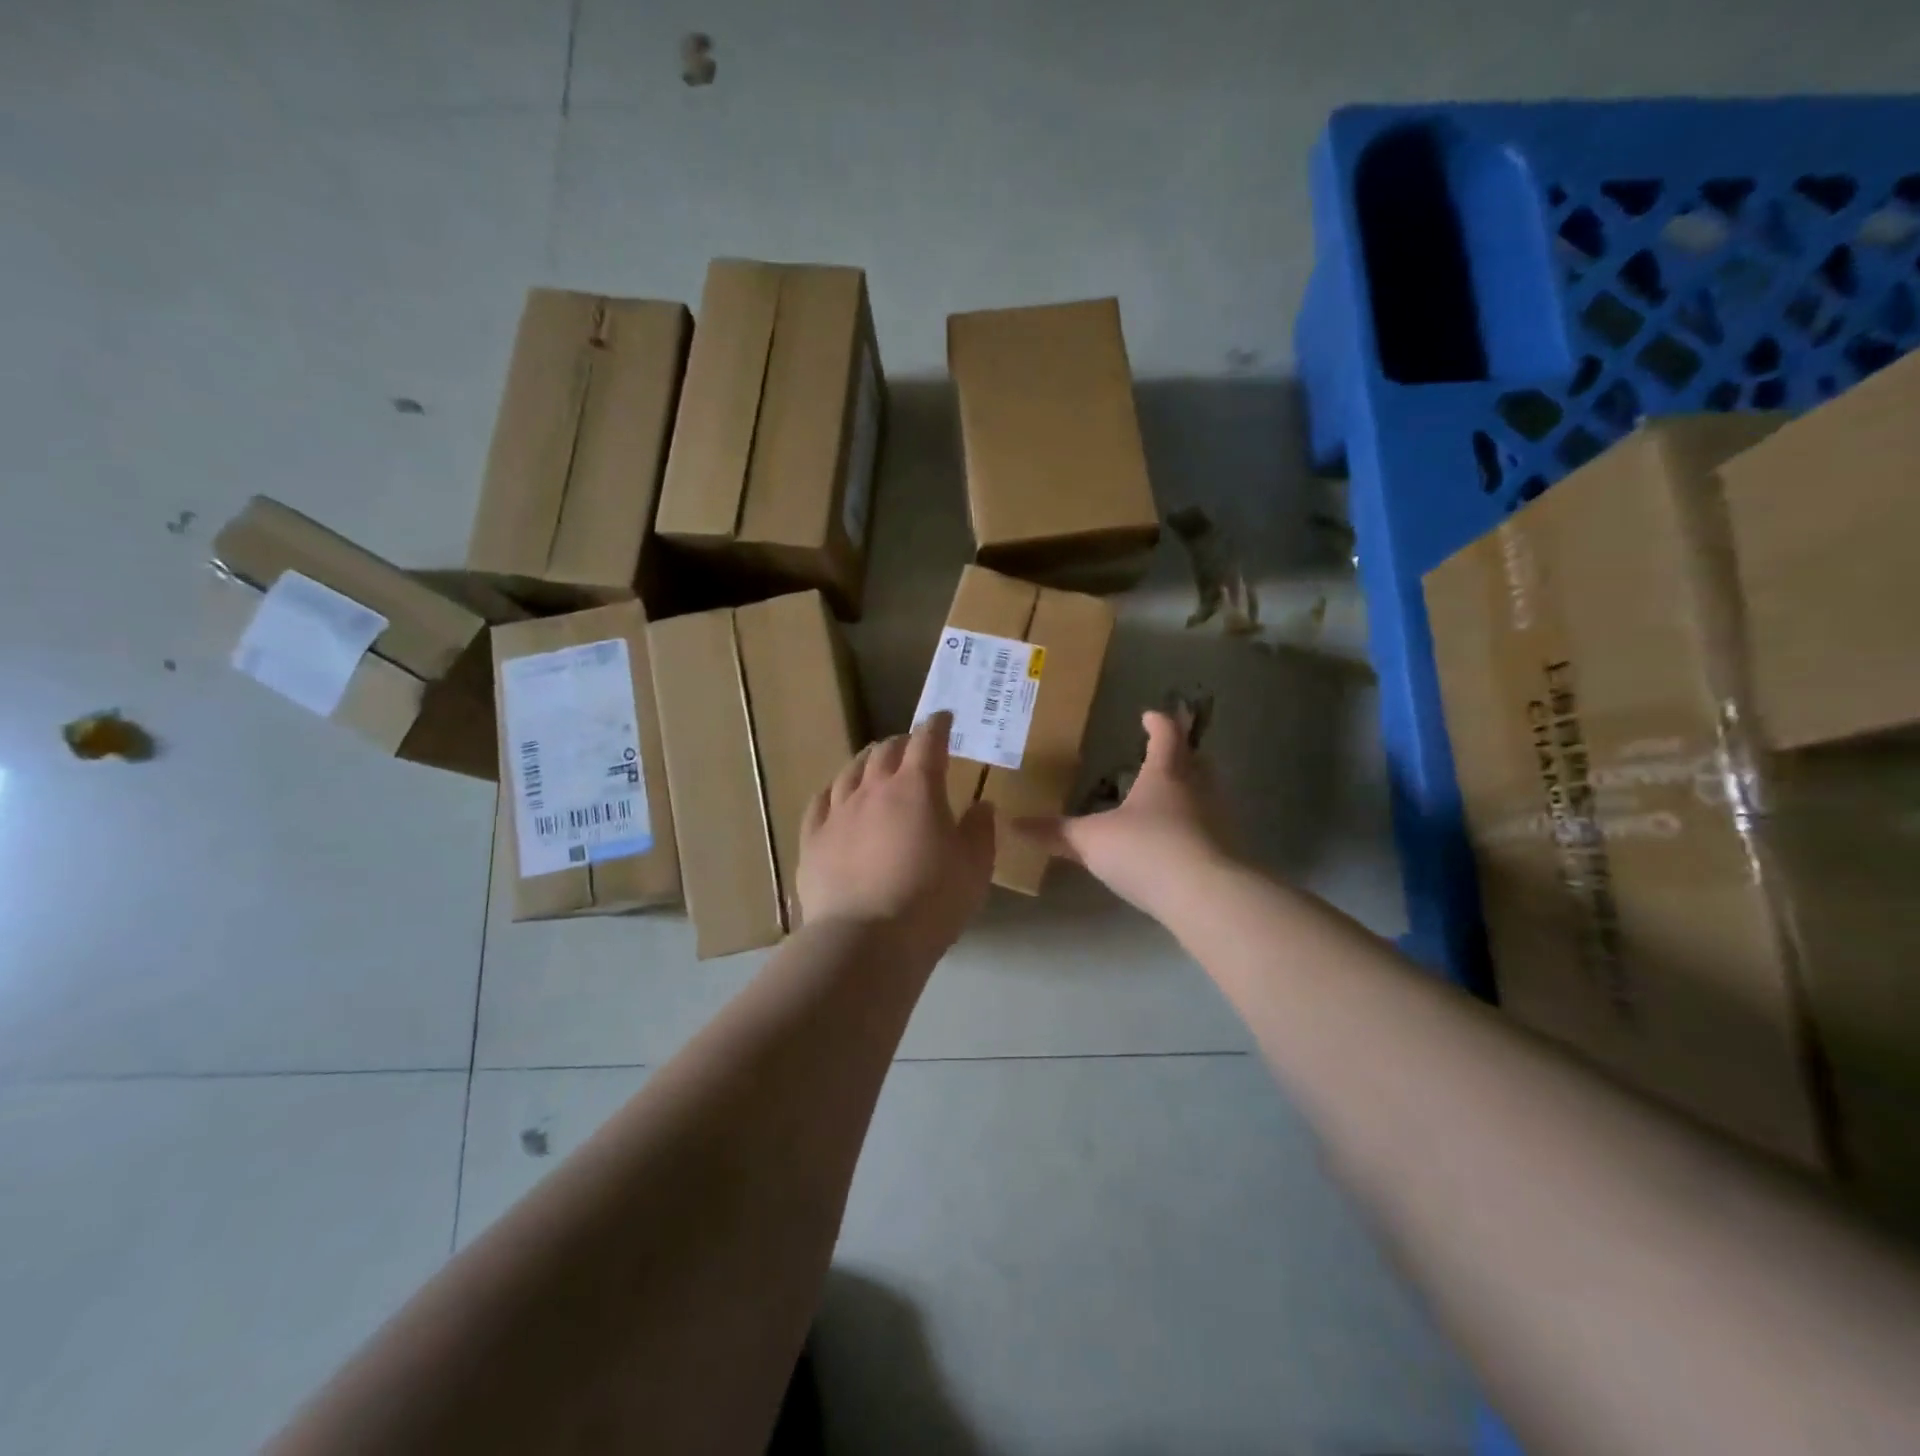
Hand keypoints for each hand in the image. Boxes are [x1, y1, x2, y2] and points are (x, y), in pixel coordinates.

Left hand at [797, 712, 995, 956]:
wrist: (866, 941)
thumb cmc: (931, 902)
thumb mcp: (975, 868)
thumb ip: (980, 831)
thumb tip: (981, 805)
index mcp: (917, 788)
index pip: (928, 741)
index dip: (938, 726)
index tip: (944, 718)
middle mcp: (874, 789)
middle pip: (886, 751)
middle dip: (903, 742)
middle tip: (913, 746)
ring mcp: (838, 812)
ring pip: (851, 771)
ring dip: (868, 761)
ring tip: (875, 764)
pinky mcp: (813, 838)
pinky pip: (820, 801)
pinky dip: (834, 790)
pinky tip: (836, 795)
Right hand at [1017, 710, 1235, 913]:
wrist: (1204, 897)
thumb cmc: (1145, 850)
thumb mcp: (1091, 841)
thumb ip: (1056, 833)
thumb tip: (1013, 824)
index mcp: (1165, 775)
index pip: (1166, 736)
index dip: (1158, 723)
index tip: (1149, 716)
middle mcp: (1196, 790)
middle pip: (1195, 762)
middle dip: (1180, 754)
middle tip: (1164, 754)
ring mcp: (1216, 822)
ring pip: (1205, 795)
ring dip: (1188, 792)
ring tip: (1164, 800)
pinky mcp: (1224, 853)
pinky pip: (1206, 829)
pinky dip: (1191, 828)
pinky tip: (1173, 844)